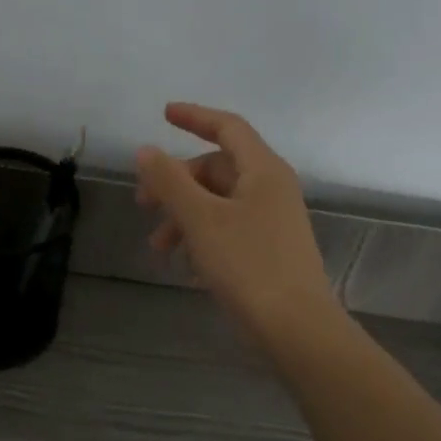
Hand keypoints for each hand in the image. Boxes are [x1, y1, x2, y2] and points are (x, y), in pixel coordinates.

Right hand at [135, 103, 340, 343]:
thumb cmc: (248, 264)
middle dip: (177, 183)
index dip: (195, 117)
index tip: (163, 114)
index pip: (228, 127)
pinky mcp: (271, 250)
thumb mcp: (201, 219)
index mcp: (263, 170)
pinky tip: (187, 265)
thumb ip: (170, 181)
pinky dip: (203, 236)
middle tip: (144, 204)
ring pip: (220, 202)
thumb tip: (146, 150)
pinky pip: (229, 228)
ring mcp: (274, 220)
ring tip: (159, 248)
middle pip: (218, 168)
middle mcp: (272, 188)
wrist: (296, 327)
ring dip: (185, 216)